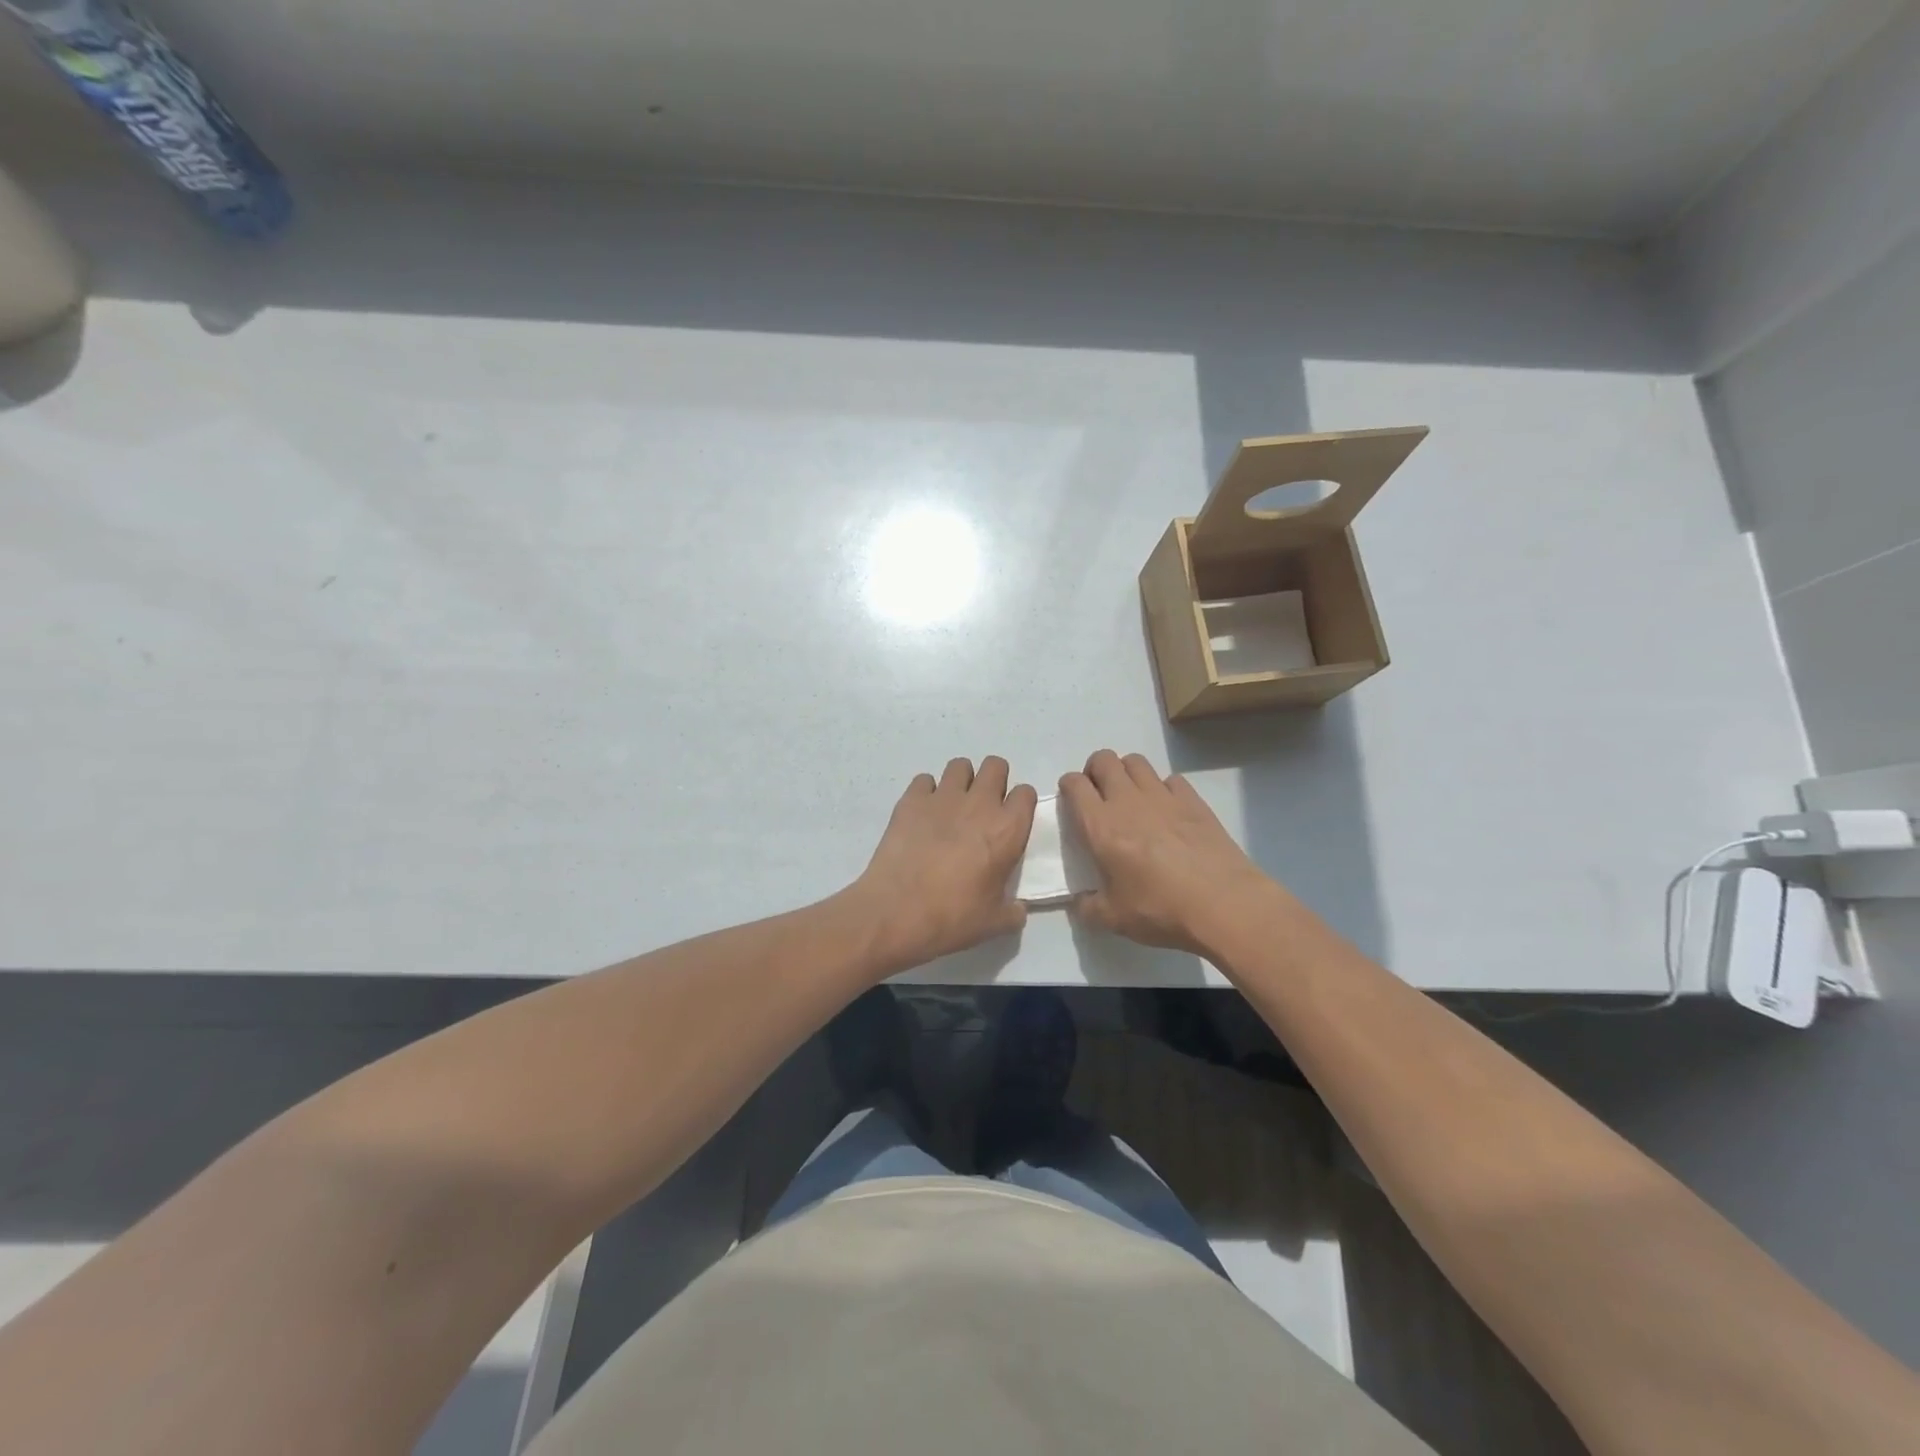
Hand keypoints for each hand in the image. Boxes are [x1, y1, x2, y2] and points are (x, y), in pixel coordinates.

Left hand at [852, 756, 1037, 971]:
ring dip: (961, 781)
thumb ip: (1013, 911)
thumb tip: (1018, 908)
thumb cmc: (953, 918)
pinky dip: (926, 793)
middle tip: (983, 808)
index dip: (1019, 805)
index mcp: (1007, 830)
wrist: (896, 913)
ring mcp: (943, 797)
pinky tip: (922, 815)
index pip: (1026, 793)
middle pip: (996, 766)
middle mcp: (979, 804)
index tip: (1010, 822)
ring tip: (953, 807)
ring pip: (960, 765)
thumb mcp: (994, 923)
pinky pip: (924, 780)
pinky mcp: (911, 800)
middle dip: (993, 781)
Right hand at [1059, 749, 1271, 955]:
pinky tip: (1167, 810)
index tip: (1072, 801)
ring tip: (1130, 797)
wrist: (1224, 904)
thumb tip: (1080, 903)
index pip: (1075, 784)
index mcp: (1101, 826)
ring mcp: (1163, 796)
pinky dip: (1163, 788)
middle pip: (1104, 760)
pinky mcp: (1194, 801)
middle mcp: (1128, 801)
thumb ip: (1088, 907)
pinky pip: (1170, 779)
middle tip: (1099, 795)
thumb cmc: (1161, 910)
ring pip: (1136, 761)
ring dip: (1126, 772)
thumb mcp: (1113, 919)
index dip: (1068, 786)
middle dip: (1095, 770)